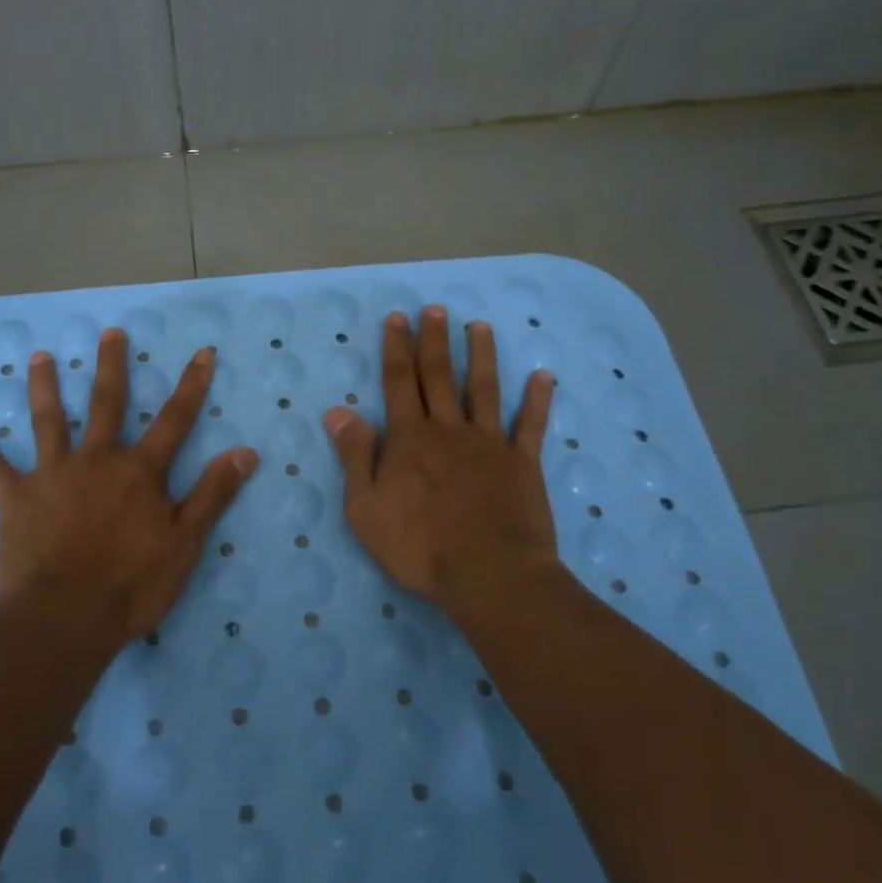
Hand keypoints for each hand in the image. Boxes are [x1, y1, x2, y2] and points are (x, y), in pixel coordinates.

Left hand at [0, 330, 258, 647]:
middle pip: (106, 404)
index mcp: (139, 472)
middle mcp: (96, 460)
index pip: (175, 419)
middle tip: (109, 332)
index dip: (192, 385)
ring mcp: (52, 475)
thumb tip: (246, 451)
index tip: (202, 351)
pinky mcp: (16, 499)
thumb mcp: (184, 544)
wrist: (63, 620)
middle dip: (111, 366)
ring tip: (38, 357)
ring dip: (43, 388)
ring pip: (48, 421)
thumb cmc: (130, 585)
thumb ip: (212, 494)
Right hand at [325, 305, 558, 615]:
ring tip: (479, 327)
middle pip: (439, 376)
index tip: (398, 317)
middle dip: (434, 340)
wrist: (489, 574)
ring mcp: (489, 443)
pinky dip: (537, 400)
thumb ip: (354, 455)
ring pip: (484, 389)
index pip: (400, 382)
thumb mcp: (366, 507)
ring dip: (481, 355)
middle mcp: (448, 429)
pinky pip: (530, 425)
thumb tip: (338, 411)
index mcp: (410, 438)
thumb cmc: (418, 545)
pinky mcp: (522, 463)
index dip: (397, 348)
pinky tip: (543, 376)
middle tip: (435, 308)